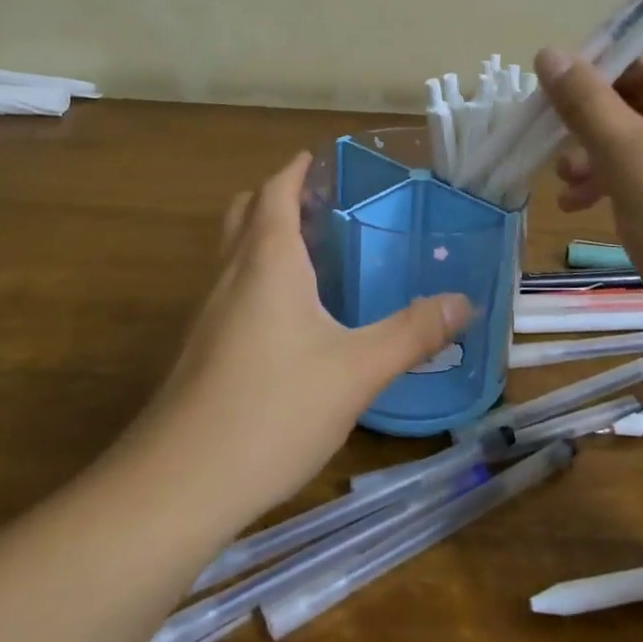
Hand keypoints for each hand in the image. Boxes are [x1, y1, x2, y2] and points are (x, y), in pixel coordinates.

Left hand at [145, 152, 471, 519]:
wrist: (178, 483)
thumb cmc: (273, 408)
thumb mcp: (357, 370)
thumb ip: (412, 333)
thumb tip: (464, 302)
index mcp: (267, 260)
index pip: (275, 190)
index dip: (295, 169)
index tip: (318, 158)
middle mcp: (230, 274)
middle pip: (246, 212)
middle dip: (277, 196)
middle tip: (320, 203)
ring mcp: (206, 312)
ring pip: (232, 252)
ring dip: (263, 235)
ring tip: (310, 253)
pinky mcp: (198, 349)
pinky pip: (228, 289)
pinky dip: (254, 276)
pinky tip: (285, 318)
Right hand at [536, 47, 642, 327]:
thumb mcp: (631, 160)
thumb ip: (586, 102)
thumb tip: (547, 52)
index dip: (597, 88)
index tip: (550, 117)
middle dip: (601, 137)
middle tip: (560, 169)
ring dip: (611, 164)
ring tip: (571, 198)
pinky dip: (639, 186)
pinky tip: (602, 210)